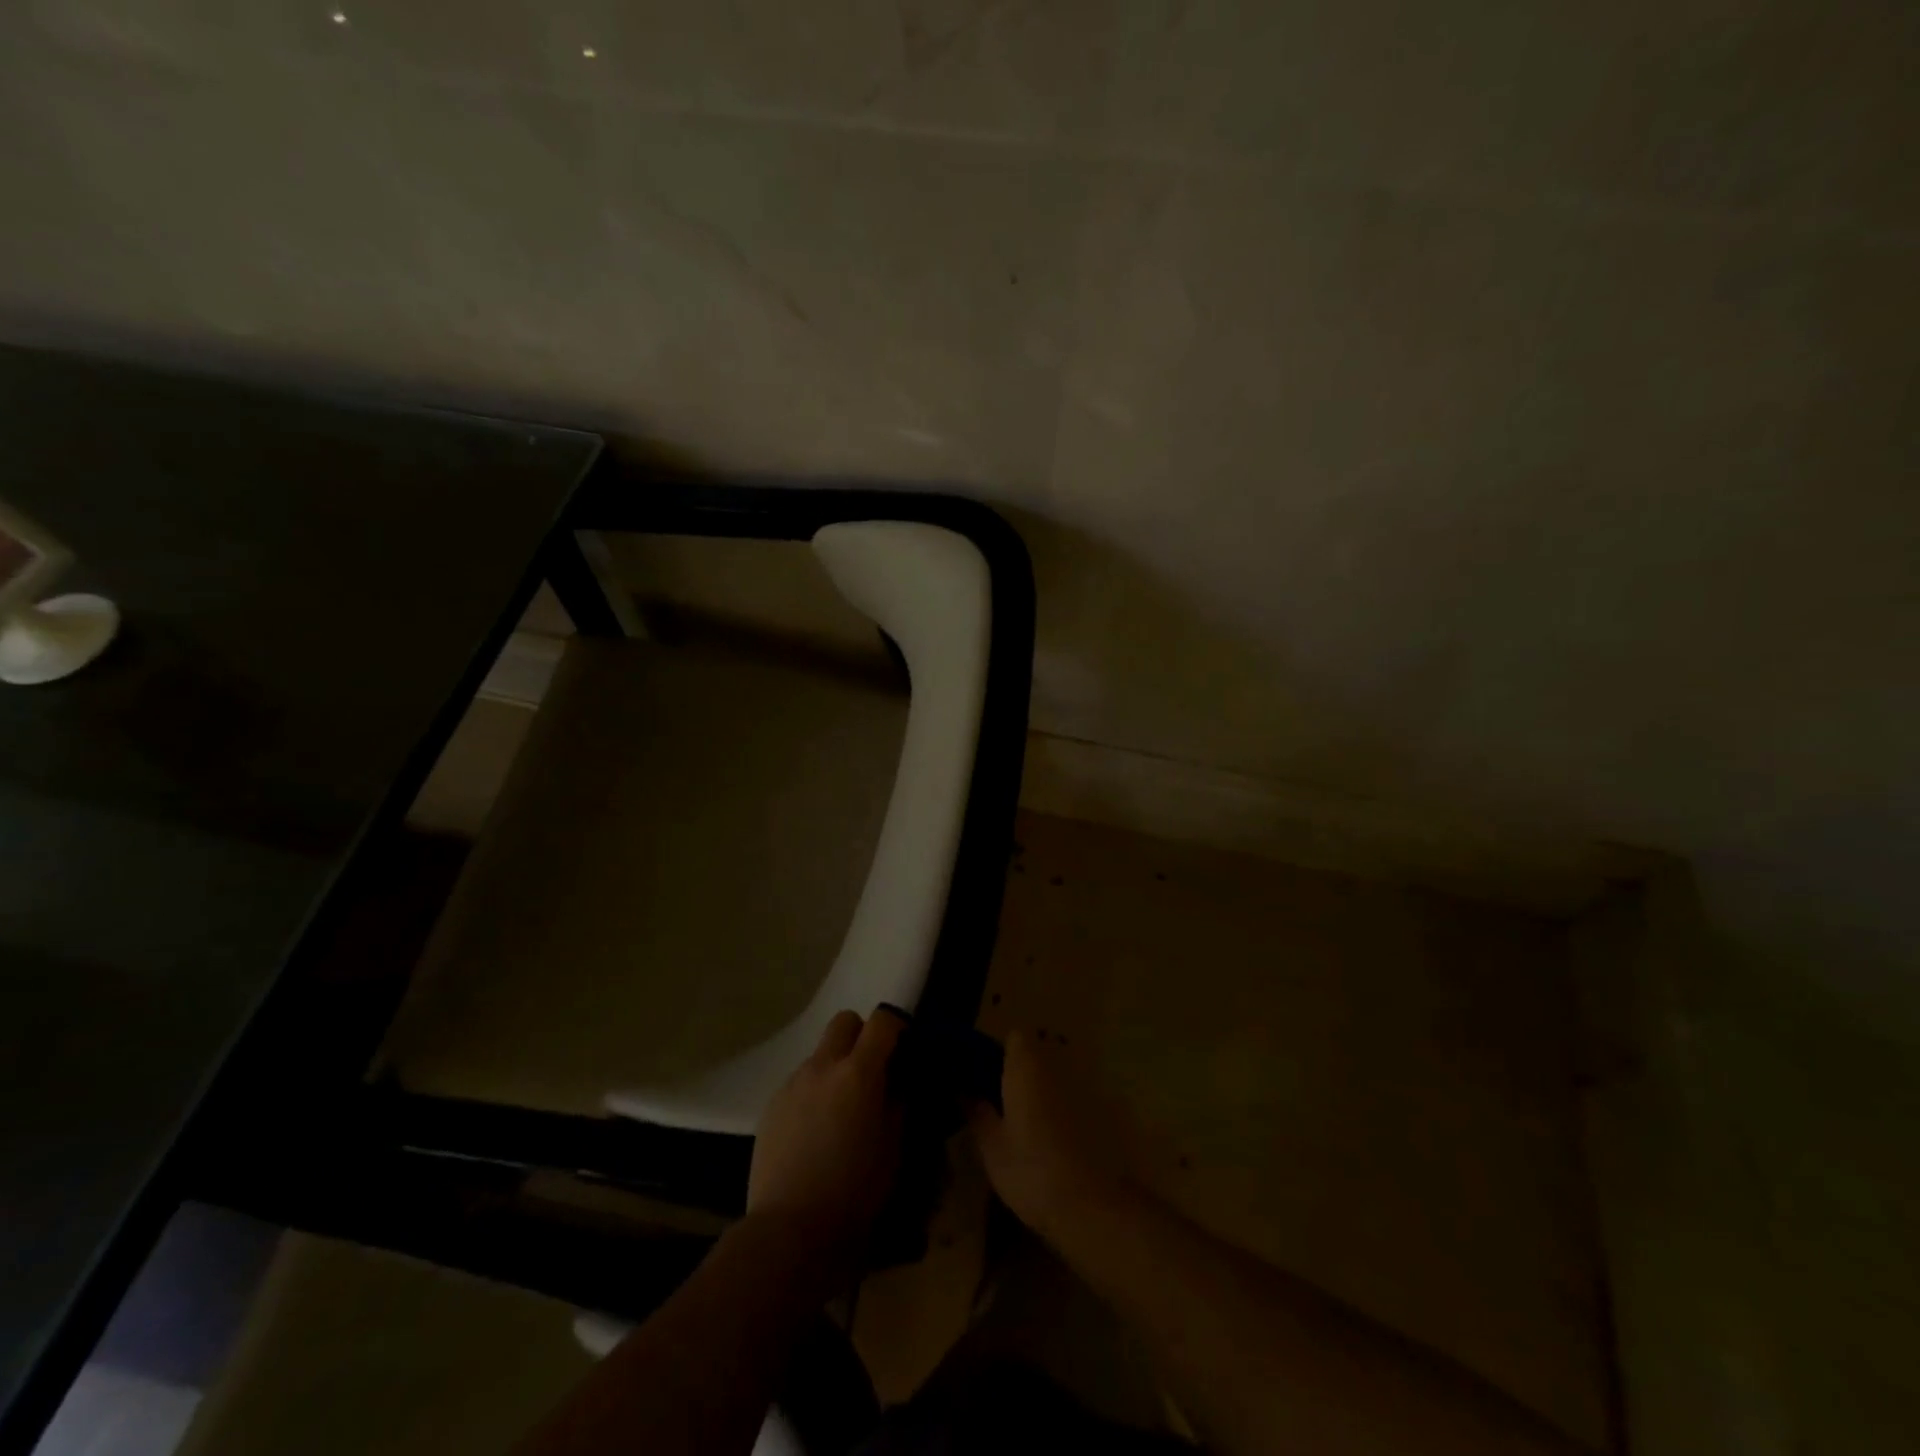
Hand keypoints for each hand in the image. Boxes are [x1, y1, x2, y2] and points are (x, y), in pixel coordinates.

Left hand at [748, 1007, 905, 1275]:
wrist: (790, 1230)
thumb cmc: (854, 1191)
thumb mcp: (894, 1147)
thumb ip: (898, 1102)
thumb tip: (897, 1081)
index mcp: (859, 1072)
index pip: (882, 1021)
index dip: (896, 1027)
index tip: (903, 1048)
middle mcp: (823, 1066)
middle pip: (844, 1021)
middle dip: (861, 1036)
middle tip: (871, 1071)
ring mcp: (793, 1083)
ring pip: (820, 1053)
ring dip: (835, 1067)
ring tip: (841, 1110)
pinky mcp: (772, 1105)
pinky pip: (800, 1082)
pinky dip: (814, 1092)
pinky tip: (815, 1131)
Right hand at [970, 1029, 1126, 1238]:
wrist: (1089, 1206)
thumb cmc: (1031, 1170)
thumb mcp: (992, 1146)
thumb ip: (977, 1113)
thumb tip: (963, 1091)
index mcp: (1026, 1067)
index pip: (1015, 1037)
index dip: (999, 1051)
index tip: (984, 1074)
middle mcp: (1056, 1068)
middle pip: (1035, 1056)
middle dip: (1017, 1072)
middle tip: (998, 1102)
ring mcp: (1080, 1089)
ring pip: (1053, 1078)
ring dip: (1038, 1092)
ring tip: (1021, 1125)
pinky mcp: (1098, 1114)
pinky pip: (1069, 1099)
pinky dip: (1057, 1110)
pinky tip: (1048, 1141)